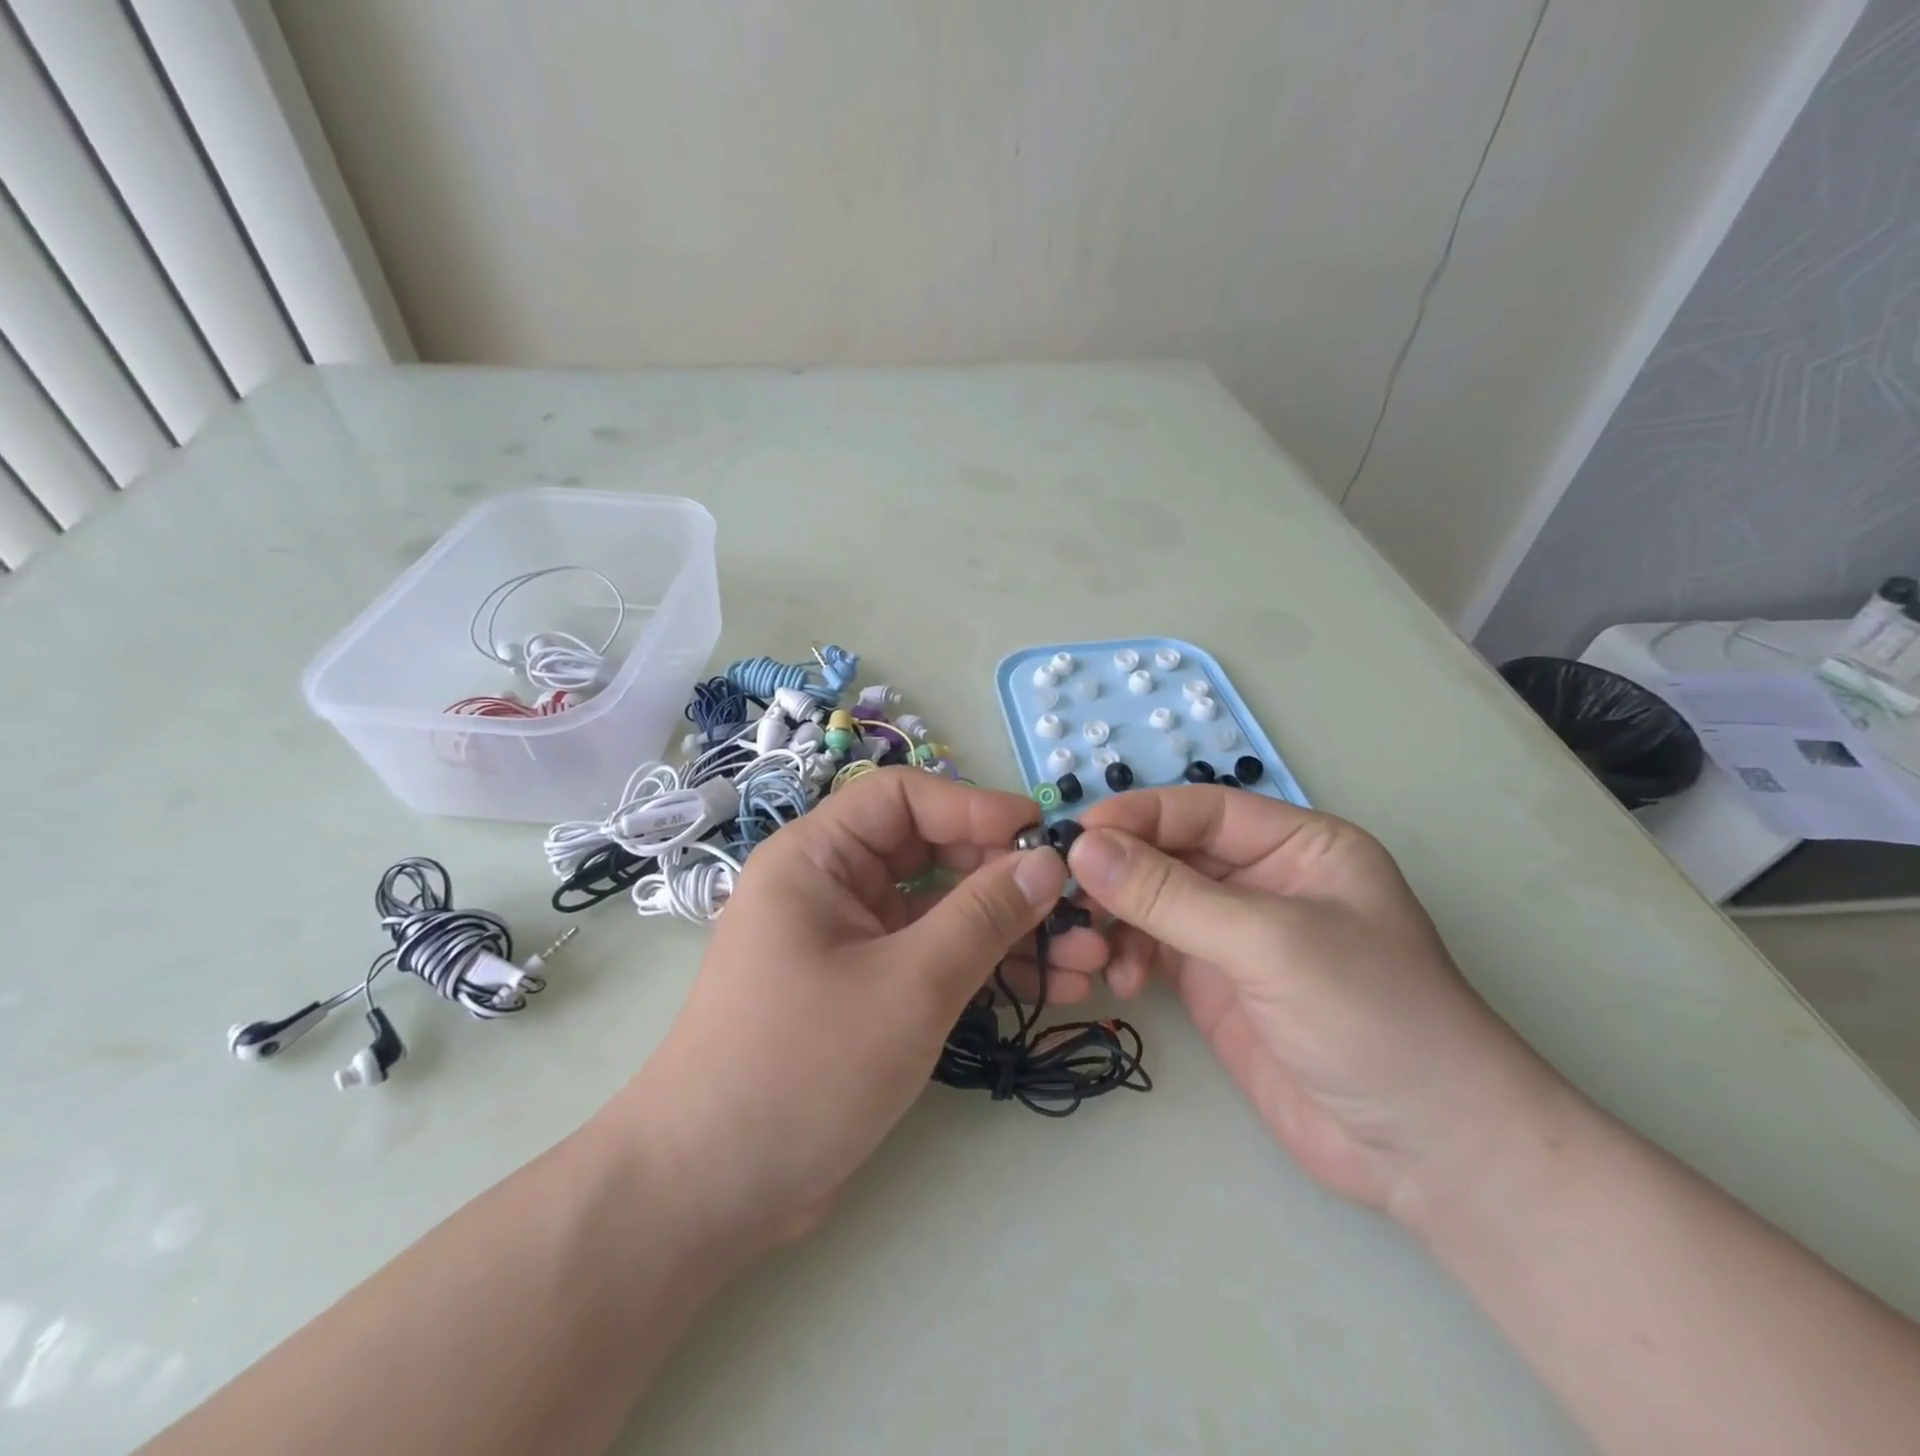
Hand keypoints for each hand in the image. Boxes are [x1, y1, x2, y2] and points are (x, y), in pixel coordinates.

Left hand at [602, 768, 1108, 1251]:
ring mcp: (850, 940)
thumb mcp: (908, 985)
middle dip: (1006, 879)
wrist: (711, 1191)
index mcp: (817, 857)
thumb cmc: (803, 1066)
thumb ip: (983, 917)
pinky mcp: (866, 989)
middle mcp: (831, 886)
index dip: (976, 808)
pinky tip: (1051, 986)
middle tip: (1076, 908)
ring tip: (1087, 958)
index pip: (905, 799)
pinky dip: (985, 967)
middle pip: (931, 854)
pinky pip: (934, 957)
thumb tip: (1048, 863)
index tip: (1044, 838)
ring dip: (1009, 930)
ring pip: (942, 911)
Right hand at [1068, 788, 1556, 1214]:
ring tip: (1089, 944)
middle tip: (1065, 895)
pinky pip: (1152, 949)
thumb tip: (1081, 849)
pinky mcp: (1214, 984)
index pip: (1200, 811)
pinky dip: (1127, 956)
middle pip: (1169, 853)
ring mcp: (1234, 934)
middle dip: (1118, 872)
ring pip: (1152, 901)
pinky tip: (1118, 979)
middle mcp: (1261, 880)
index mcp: (1296, 845)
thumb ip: (1170, 896)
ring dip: (1116, 916)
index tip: (1074, 837)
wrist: (1429, 1154)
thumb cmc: (1372, 1018)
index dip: (1137, 817)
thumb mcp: (1269, 943)